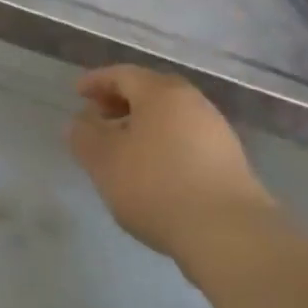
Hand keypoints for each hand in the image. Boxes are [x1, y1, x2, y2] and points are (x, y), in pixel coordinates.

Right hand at [68, 66, 272, 260]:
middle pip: (150, 91)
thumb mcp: (104, 161)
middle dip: (120, 101)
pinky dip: (163, 143)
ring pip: (170, 116)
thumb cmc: (157, 186)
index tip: (77, 93)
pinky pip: (186, 139)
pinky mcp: (229, 160)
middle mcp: (192, 102)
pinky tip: (153, 170)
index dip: (96, 81)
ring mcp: (216, 130)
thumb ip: (85, 136)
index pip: (123, 74)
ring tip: (123, 148)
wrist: (228, 232)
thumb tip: (80, 122)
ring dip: (143, 125)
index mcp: (161, 92)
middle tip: (98, 117)